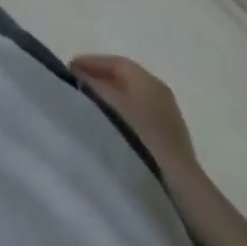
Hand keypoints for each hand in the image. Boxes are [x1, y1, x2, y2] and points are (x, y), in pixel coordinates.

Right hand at [69, 54, 199, 177]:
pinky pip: (140, 117)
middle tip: (78, 86)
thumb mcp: (107, 103)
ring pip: (132, 98)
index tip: (69, 69)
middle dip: (99, 79)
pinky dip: (124, 115)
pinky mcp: (171, 139)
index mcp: (146, 78)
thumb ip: (89, 84)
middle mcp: (159, 91)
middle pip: (123, 78)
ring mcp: (168, 116)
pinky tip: (112, 127)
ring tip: (91, 107)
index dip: (90, 62)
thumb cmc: (138, 134)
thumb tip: (76, 75)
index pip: (114, 62)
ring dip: (112, 99)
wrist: (177, 183)